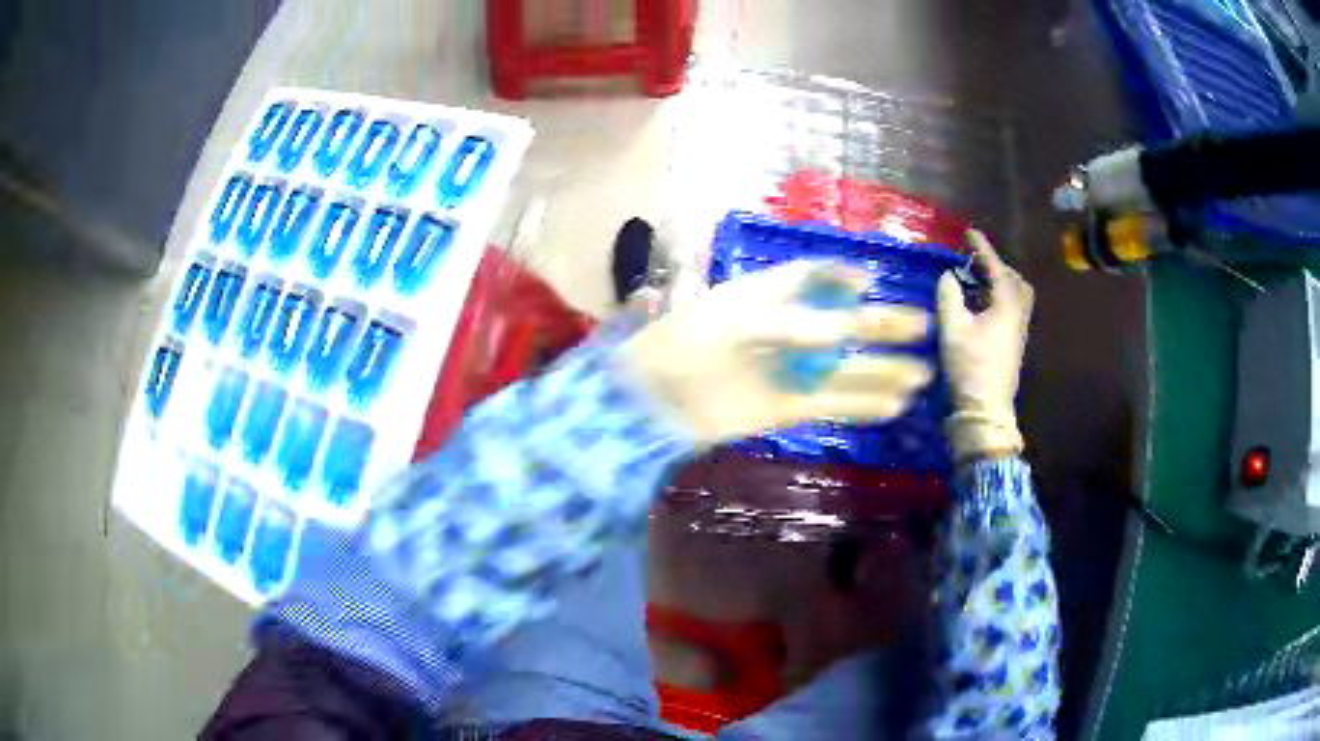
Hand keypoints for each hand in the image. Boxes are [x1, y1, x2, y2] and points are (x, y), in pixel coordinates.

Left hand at [620, 260, 932, 445]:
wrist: (647, 403)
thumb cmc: (683, 347)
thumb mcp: (737, 322)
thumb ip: (795, 325)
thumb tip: (848, 329)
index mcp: (761, 296)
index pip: (809, 277)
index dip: (840, 276)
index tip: (872, 280)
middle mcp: (780, 330)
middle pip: (839, 325)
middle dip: (880, 326)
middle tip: (922, 325)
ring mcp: (784, 371)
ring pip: (843, 369)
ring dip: (882, 371)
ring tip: (923, 374)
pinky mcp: (782, 408)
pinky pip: (830, 404)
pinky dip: (862, 405)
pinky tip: (893, 405)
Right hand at [936, 230, 1033, 461]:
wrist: (986, 409)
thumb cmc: (970, 367)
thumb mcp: (952, 328)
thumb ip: (949, 296)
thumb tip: (949, 277)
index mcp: (1006, 305)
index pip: (996, 268)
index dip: (982, 248)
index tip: (969, 233)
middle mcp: (1018, 314)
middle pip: (1015, 281)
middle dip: (996, 267)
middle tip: (975, 262)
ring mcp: (1019, 331)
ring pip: (1016, 296)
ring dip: (999, 283)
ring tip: (978, 283)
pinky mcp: (1014, 344)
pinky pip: (1012, 309)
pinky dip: (999, 299)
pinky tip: (981, 307)